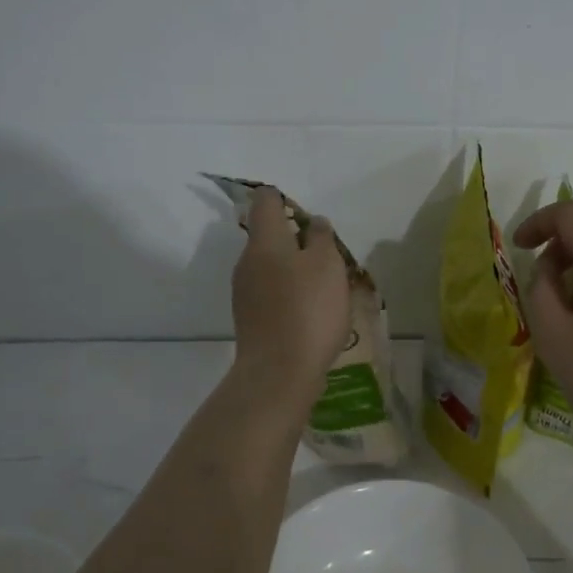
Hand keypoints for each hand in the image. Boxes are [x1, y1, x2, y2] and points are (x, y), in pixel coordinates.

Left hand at [231, 186, 351, 409]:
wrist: (279, 373)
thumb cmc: (308, 310)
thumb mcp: (327, 265)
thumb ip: (321, 238)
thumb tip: (313, 223)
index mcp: (265, 241)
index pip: (266, 201)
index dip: (283, 198)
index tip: (306, 213)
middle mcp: (247, 262)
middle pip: (268, 236)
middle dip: (296, 239)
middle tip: (328, 254)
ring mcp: (244, 292)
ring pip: (271, 266)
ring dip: (294, 269)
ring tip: (325, 286)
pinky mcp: (250, 318)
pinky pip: (271, 292)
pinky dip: (289, 293)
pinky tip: (311, 311)